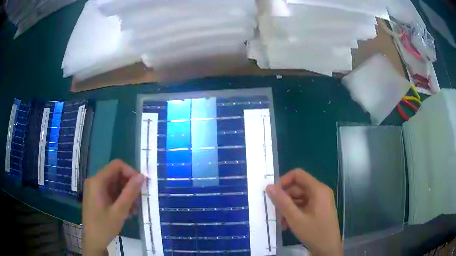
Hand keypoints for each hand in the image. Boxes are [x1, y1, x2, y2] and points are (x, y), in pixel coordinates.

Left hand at [82, 159, 144, 254]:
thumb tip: (142, 176)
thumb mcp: (119, 211)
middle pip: (115, 175)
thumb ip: (130, 193)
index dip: (131, 172)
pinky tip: (126, 212)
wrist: (92, 241)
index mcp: (98, 181)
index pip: (117, 165)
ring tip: (134, 210)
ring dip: (125, 194)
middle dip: (129, 186)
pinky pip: (110, 191)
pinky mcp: (95, 196)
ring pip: (114, 184)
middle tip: (138, 201)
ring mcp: (94, 189)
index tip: (141, 186)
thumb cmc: (104, 226)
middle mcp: (94, 181)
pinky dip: (119, 199)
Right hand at [266, 168, 341, 255]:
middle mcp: (320, 192)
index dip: (283, 181)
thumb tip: (269, 187)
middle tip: (275, 213)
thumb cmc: (314, 233)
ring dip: (288, 209)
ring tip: (281, 223)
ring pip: (299, 198)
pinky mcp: (319, 209)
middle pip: (298, 188)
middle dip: (285, 199)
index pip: (298, 175)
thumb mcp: (295, 219)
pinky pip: (303, 206)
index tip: (273, 194)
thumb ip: (282, 202)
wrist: (328, 249)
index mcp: (318, 189)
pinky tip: (288, 225)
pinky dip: (294, 213)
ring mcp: (320, 201)